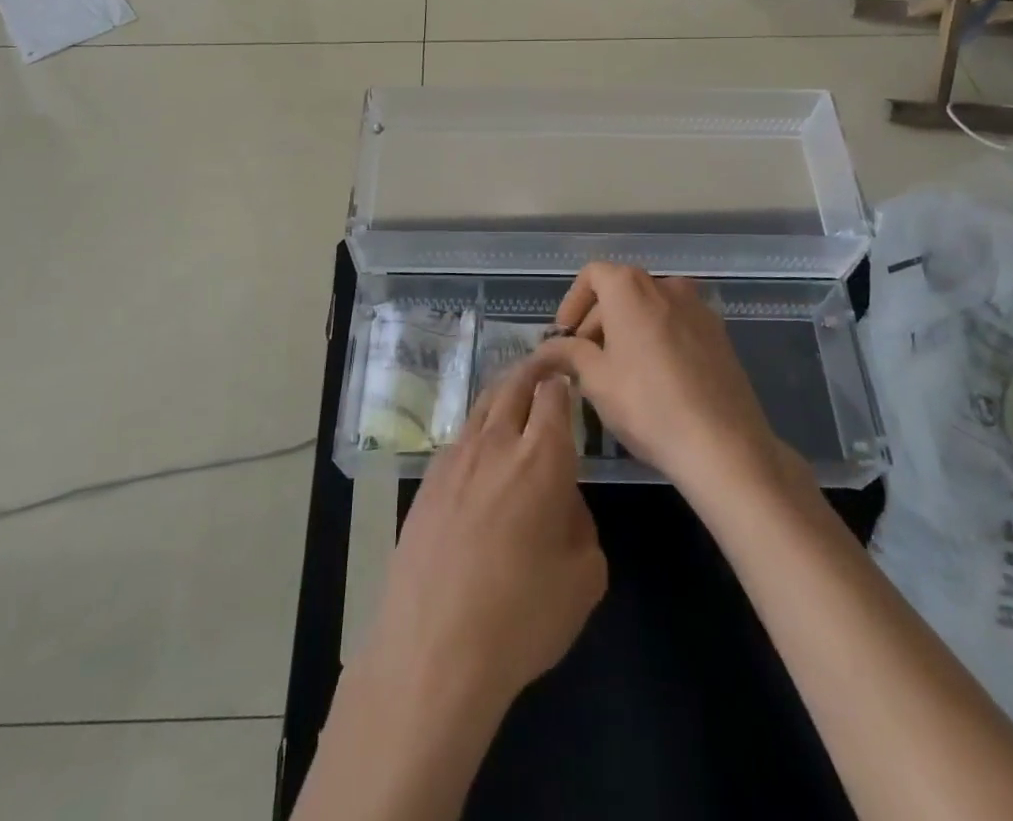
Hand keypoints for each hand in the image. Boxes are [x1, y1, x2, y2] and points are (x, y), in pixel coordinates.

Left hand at [362, 354, 606, 717]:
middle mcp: (497, 443)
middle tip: (546, 365)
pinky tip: (481, 450)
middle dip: (533, 369)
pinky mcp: (427, 481)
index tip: (570, 376)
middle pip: (514, 385)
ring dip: (503, 391)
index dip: (563, 380)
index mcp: (542, 456)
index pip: (554, 395)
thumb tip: (562, 501)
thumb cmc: (522, 616)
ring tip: (514, 393)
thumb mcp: (585, 577)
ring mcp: (455, 458)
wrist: (434, 648)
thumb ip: (582, 523)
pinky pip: (459, 438)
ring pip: (482, 405)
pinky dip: (478, 429)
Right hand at [541, 263, 778, 497]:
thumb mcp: (595, 379)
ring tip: (619, 373)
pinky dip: (658, 340)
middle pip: (621, 290)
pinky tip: (656, 381)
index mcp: (630, 287)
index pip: (592, 275)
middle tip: (585, 363)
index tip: (564, 338)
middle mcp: (665, 285)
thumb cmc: (647, 404)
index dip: (572, 303)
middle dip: (598, 322)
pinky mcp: (720, 334)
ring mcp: (698, 308)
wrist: (724, 444)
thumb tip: (545, 349)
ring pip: (650, 309)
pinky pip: (677, 326)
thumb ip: (567, 354)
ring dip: (628, 331)